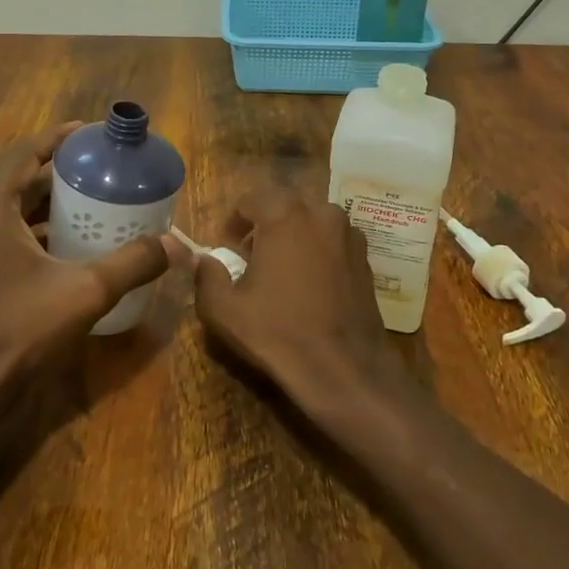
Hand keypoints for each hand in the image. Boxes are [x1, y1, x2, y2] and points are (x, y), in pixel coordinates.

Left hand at [0, 123, 187, 407]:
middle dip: (55, 173)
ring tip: (86, 202)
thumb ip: (133, 262)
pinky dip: (28, 228)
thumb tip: (178, 245)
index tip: (88, 134)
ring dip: (42, 202)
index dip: (56, 139)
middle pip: (14, 180)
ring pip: (4, 207)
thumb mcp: (86, 292)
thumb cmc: (22, 331)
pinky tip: (61, 242)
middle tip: (97, 172)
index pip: (22, 153)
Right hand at [192, 188, 401, 407]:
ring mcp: (349, 235)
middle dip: (265, 226)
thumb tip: (201, 259)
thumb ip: (205, 275)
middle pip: (284, 207)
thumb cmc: (277, 332)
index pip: (251, 200)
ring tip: (282, 272)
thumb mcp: (223, 308)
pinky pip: (333, 243)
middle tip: (251, 258)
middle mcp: (322, 213)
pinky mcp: (366, 259)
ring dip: (294, 237)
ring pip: (312, 223)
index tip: (226, 248)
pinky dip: (318, 253)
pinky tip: (310, 286)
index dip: (234, 222)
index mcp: (285, 215)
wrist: (343, 369)